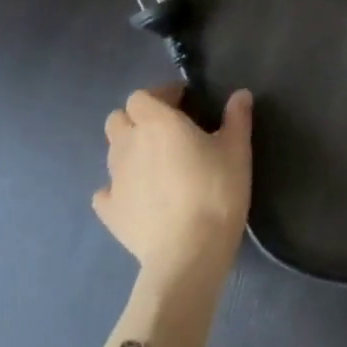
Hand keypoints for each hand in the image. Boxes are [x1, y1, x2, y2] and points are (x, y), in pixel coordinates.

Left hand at [97, 87, 251, 281]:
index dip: (160, 96)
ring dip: (129, 149)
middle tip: (164, 130)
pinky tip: (139, 196)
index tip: (182, 103)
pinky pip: (106, 190)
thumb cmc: (216, 191)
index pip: (141, 96)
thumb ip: (237, 117)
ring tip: (155, 163)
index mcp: (157, 123)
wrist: (189, 252)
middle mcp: (129, 144)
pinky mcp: (109, 211)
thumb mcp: (237, 150)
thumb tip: (240, 94)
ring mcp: (114, 178)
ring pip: (112, 152)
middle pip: (118, 119)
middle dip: (137, 119)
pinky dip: (119, 188)